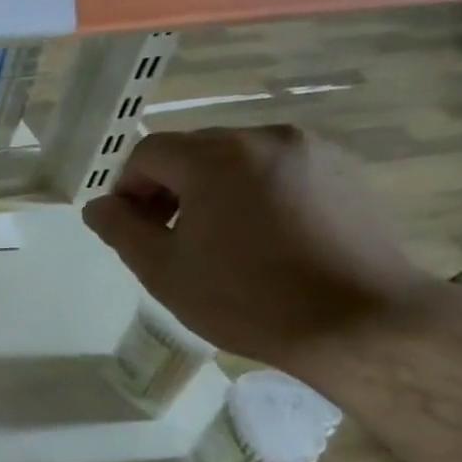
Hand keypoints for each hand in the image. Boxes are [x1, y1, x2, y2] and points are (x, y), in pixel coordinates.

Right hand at [81, 126, 439, 377]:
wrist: (362, 324)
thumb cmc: (249, 299)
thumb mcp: (165, 271)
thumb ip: (121, 230)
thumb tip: (98, 207)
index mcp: (216, 158)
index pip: (148, 153)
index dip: (128, 188)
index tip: (132, 229)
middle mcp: (264, 137)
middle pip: (195, 151)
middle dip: (171, 188)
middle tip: (170, 237)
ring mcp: (313, 151)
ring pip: (239, 160)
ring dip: (214, 190)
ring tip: (220, 241)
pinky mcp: (346, 172)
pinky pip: (280, 171)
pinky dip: (258, 193)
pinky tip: (266, 239)